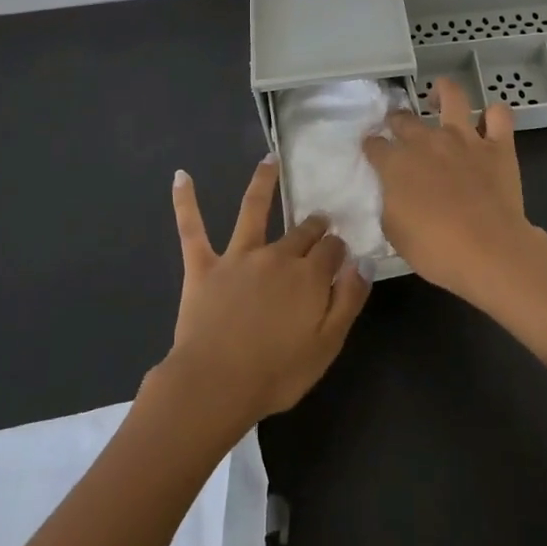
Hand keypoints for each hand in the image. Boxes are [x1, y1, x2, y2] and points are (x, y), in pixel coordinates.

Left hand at [160, 158, 370, 430]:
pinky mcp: (203, 266)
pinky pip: (192, 229)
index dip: (339, 250)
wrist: (216, 385)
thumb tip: (364, 262)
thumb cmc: (277, 373)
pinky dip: (185, 201)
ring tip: (270, 160)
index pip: (332, 249)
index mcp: (309, 275)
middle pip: (301, 230)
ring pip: (252, 210)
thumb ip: (349, 300)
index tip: (341, 255)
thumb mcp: (328, 345)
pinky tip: (181, 175)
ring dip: (263, 182)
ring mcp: (238, 257)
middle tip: (320, 221)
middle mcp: (276, 255)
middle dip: (314, 223)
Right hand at [363, 78, 546, 305]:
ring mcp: (464, 138)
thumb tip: (391, 192)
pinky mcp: (498, 146)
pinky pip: (499, 115)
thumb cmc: (435, 249)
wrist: (489, 251)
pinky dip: (494, 115)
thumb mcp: (394, 232)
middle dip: (396, 120)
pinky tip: (489, 122)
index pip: (374, 145)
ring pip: (452, 95)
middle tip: (399, 129)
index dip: (371, 146)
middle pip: (404, 118)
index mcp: (396, 163)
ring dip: (443, 92)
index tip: (373, 152)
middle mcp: (427, 141)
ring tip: (438, 98)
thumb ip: (389, 204)